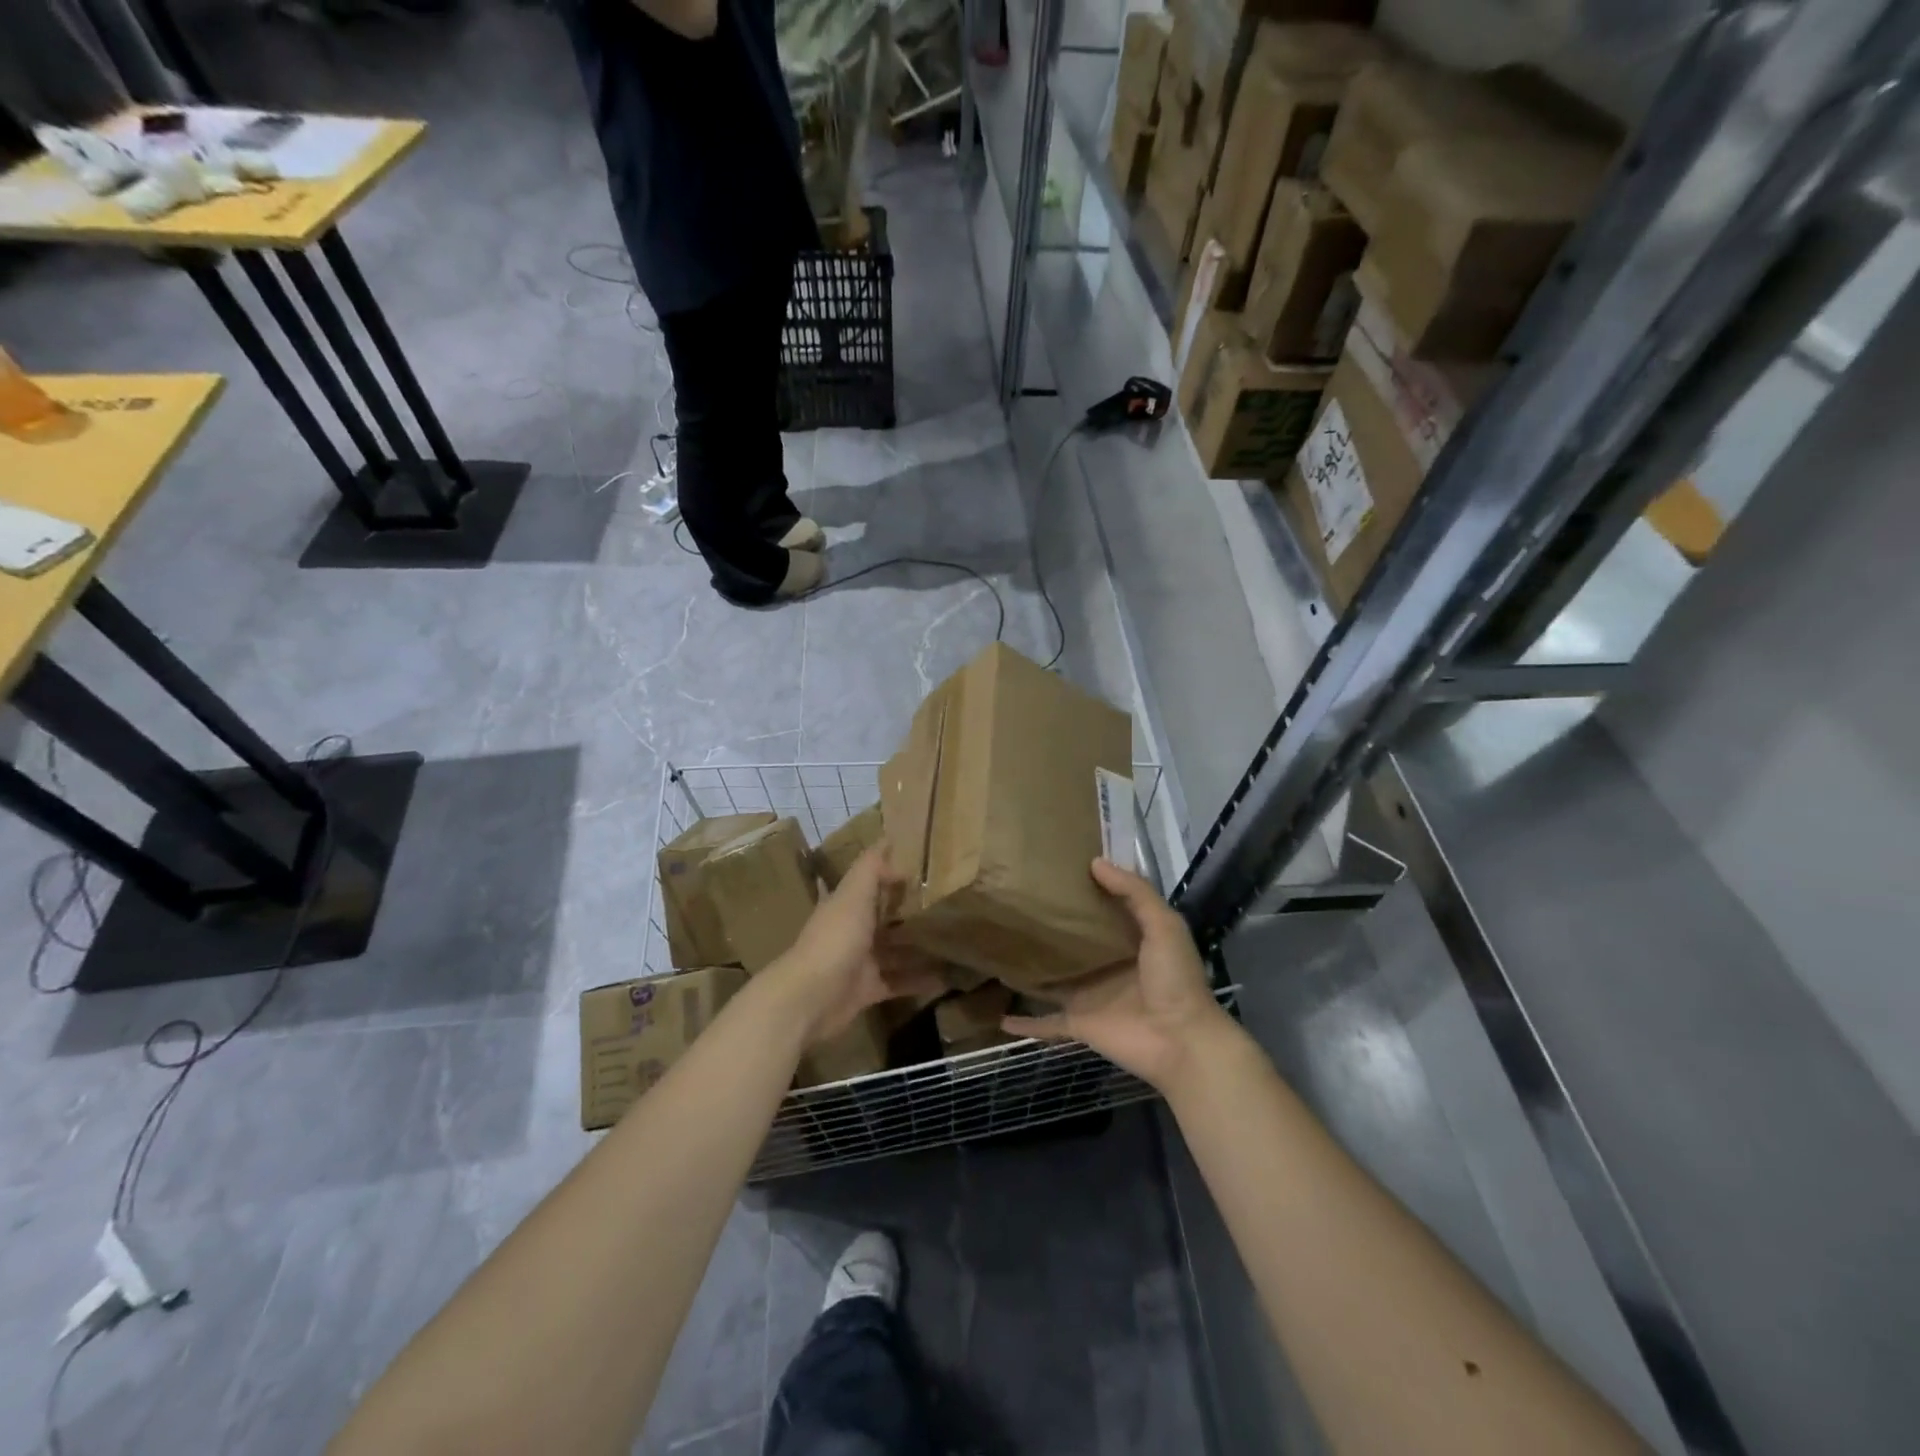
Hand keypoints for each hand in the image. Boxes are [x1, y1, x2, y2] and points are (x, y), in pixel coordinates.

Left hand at [770, 845, 942, 1043]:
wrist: (811, 998)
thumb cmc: (835, 939)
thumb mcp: (853, 894)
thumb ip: (871, 869)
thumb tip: (891, 843)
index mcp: (846, 903)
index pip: (871, 881)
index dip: (892, 871)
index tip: (926, 865)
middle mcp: (852, 929)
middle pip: (886, 916)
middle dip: (912, 911)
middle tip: (951, 903)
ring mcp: (860, 961)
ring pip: (895, 950)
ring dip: (920, 947)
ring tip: (956, 940)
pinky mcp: (868, 989)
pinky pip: (898, 982)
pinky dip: (919, 981)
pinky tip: (947, 977)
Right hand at [1003, 858, 1234, 1092]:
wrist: (1180, 1041)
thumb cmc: (1175, 979)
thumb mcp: (1164, 925)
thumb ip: (1134, 893)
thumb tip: (1095, 862)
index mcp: (1129, 942)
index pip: (1101, 912)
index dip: (1082, 893)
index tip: (1053, 872)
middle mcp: (1105, 967)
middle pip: (1071, 945)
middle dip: (1050, 929)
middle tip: (1014, 905)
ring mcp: (1089, 996)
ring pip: (1052, 981)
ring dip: (1030, 971)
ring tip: (998, 951)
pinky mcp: (1078, 1023)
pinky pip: (1045, 1024)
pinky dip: (1025, 1025)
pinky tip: (1000, 1019)